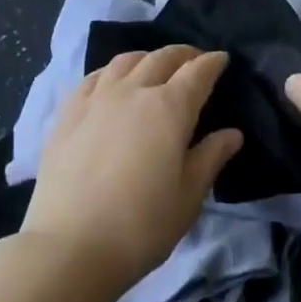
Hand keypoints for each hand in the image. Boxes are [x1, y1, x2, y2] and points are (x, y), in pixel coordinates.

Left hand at [22, 45, 242, 298]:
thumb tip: (232, 134)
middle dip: (183, 54)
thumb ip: (211, 157)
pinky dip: (110, 71)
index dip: (212, 62)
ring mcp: (97, 99)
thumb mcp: (188, 197)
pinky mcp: (68, 114)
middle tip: (193, 60)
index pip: (197, 72)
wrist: (70, 247)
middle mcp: (134, 91)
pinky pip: (93, 78)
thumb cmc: (141, 226)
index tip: (221, 59)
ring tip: (154, 66)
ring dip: (147, 57)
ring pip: (125, 61)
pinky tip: (111, 82)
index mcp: (170, 108)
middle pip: (162, 58)